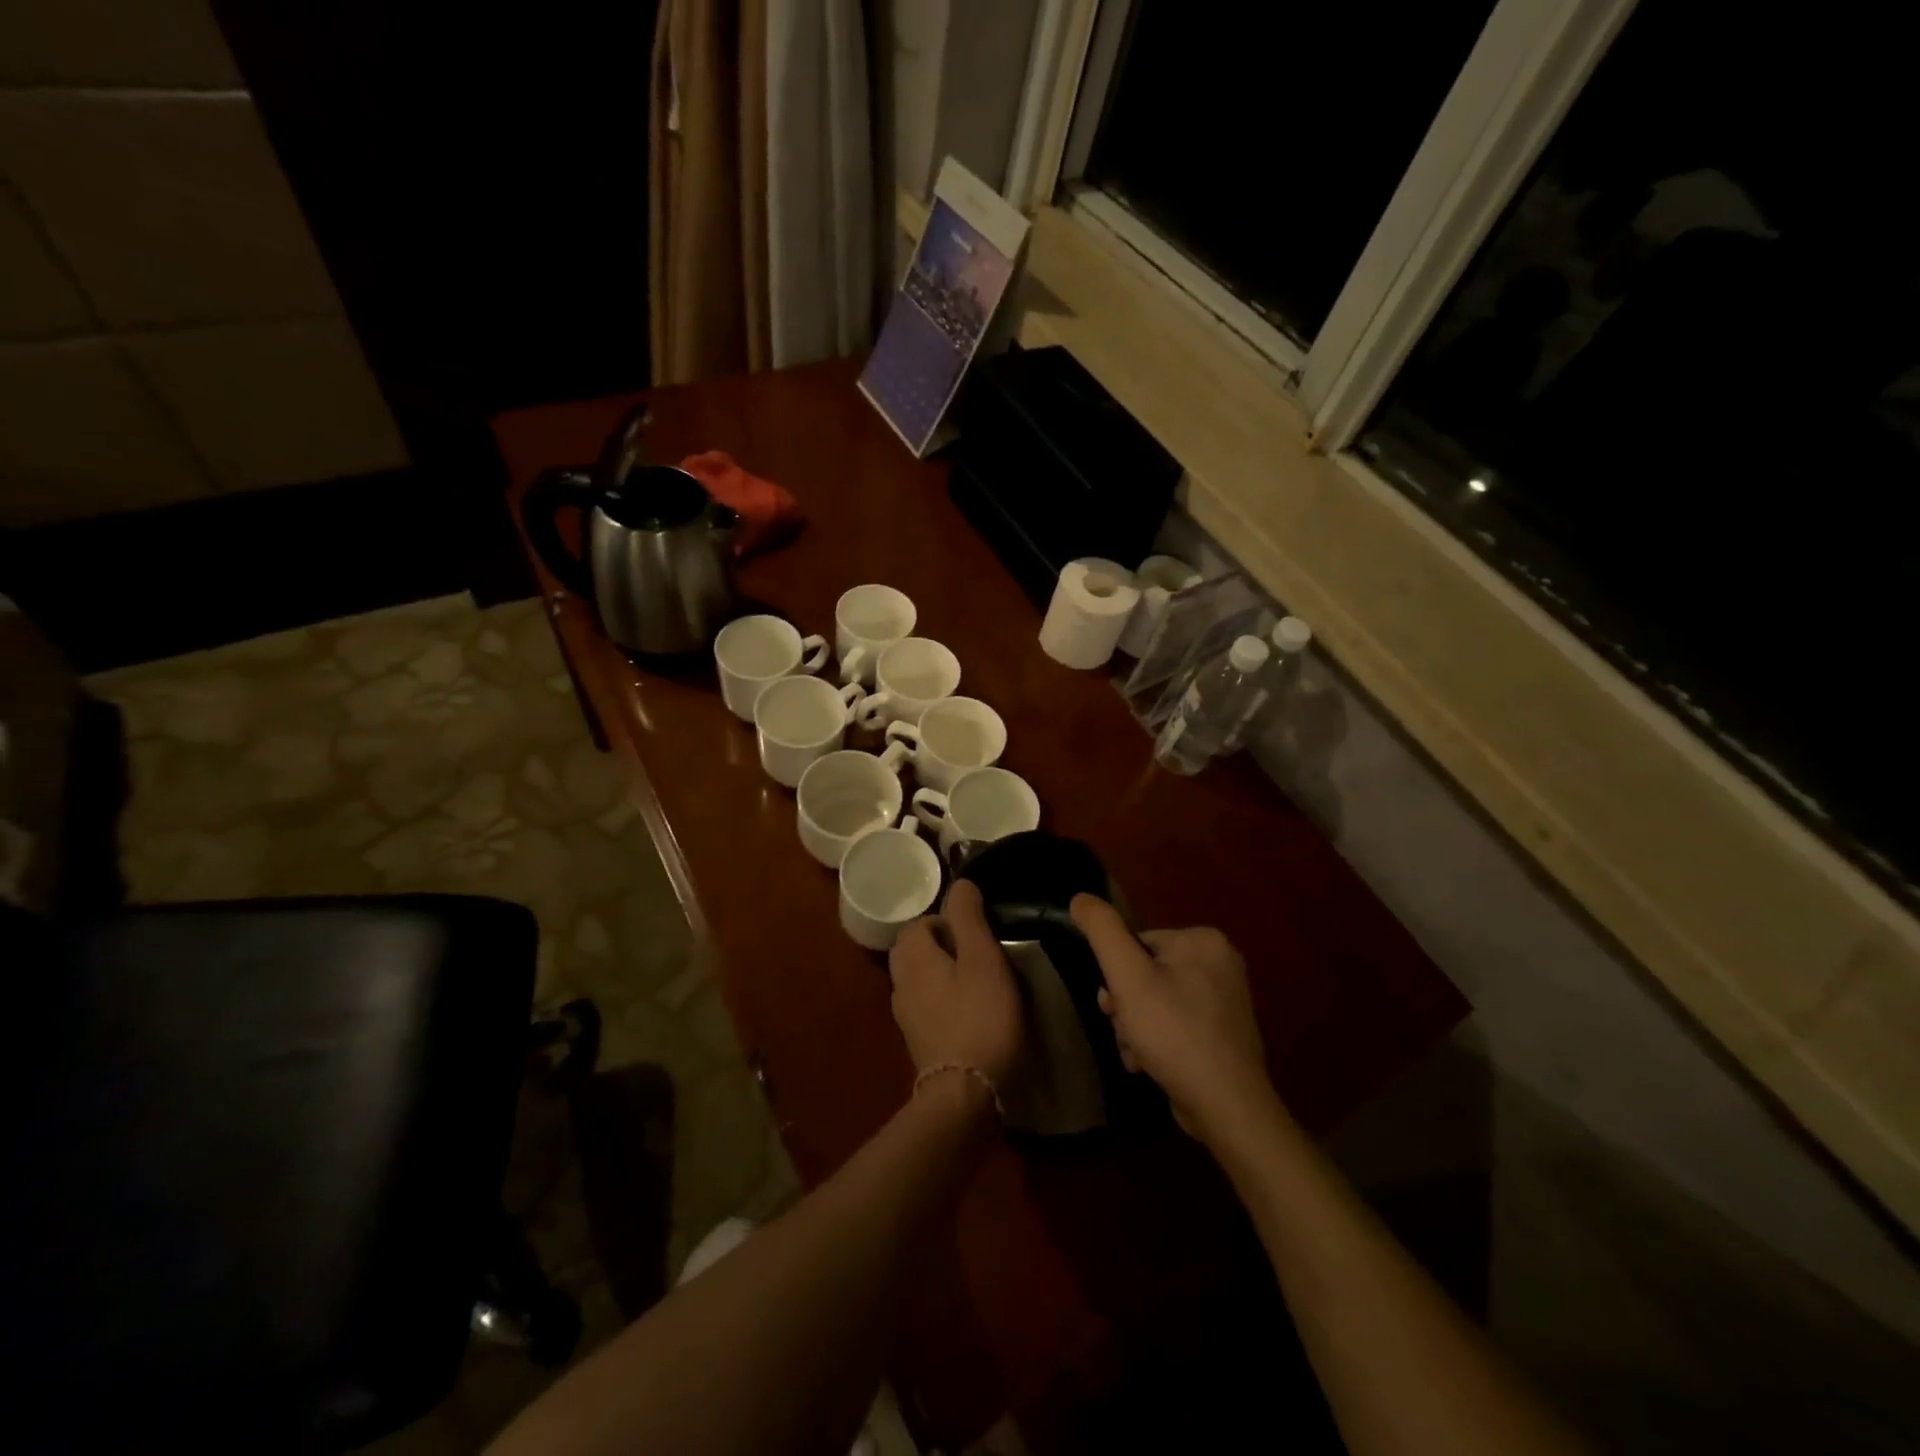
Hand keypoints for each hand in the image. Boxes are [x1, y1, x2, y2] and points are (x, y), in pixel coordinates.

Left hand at [889, 879, 1022, 1088]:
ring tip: (975, 982)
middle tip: (976, 954)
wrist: (965, 1093)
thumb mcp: (983, 959)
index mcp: (913, 957)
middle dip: (940, 945)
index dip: (947, 921)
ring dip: (940, 973)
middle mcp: (901, 983)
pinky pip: (925, 1006)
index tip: (977, 933)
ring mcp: (906, 1016)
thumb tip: (960, 883)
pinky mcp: (918, 1042)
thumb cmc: (980, 1017)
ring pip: (917, 979)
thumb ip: (969, 919)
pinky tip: (967, 1012)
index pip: (919, 923)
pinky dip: (941, 1000)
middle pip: (912, 950)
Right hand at [1070, 895, 1270, 1139]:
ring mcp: (1226, 1001)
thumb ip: (1102, 931)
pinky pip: (1177, 1025)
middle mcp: (1221, 964)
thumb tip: (1080, 897)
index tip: (1114, 1004)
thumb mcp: (1127, 976)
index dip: (1119, 975)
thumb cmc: (1173, 1032)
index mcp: (1204, 940)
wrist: (1226, 1107)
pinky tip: (1151, 1065)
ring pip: (1158, 1002)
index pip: (1139, 944)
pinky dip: (1159, 1042)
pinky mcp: (1224, 1035)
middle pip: (1148, 974)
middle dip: (1128, 1006)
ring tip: (1138, 1054)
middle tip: (1125, 1030)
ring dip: (1137, 1027)